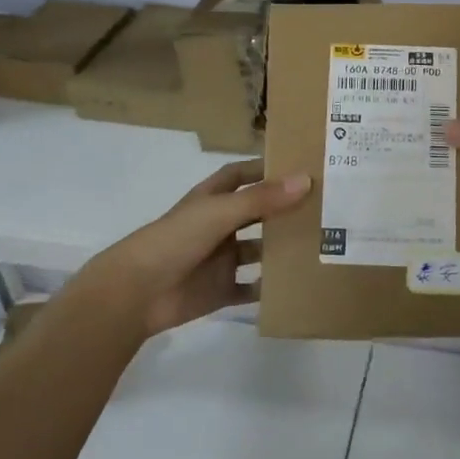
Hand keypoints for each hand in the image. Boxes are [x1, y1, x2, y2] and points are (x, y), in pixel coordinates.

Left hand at [69, 161, 311, 337]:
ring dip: (282, 249)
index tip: (299, 165)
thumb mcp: (219, 213)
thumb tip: (306, 180)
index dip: (264, 169)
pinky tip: (299, 285)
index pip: (240, 176)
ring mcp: (219, 260)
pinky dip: (271, 289)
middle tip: (324, 207)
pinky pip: (251, 289)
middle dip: (283, 209)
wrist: (135, 293)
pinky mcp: (220, 291)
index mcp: (211, 200)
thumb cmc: (174, 241)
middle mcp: (218, 226)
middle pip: (256, 213)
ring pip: (258, 251)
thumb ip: (261, 200)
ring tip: (320, 244)